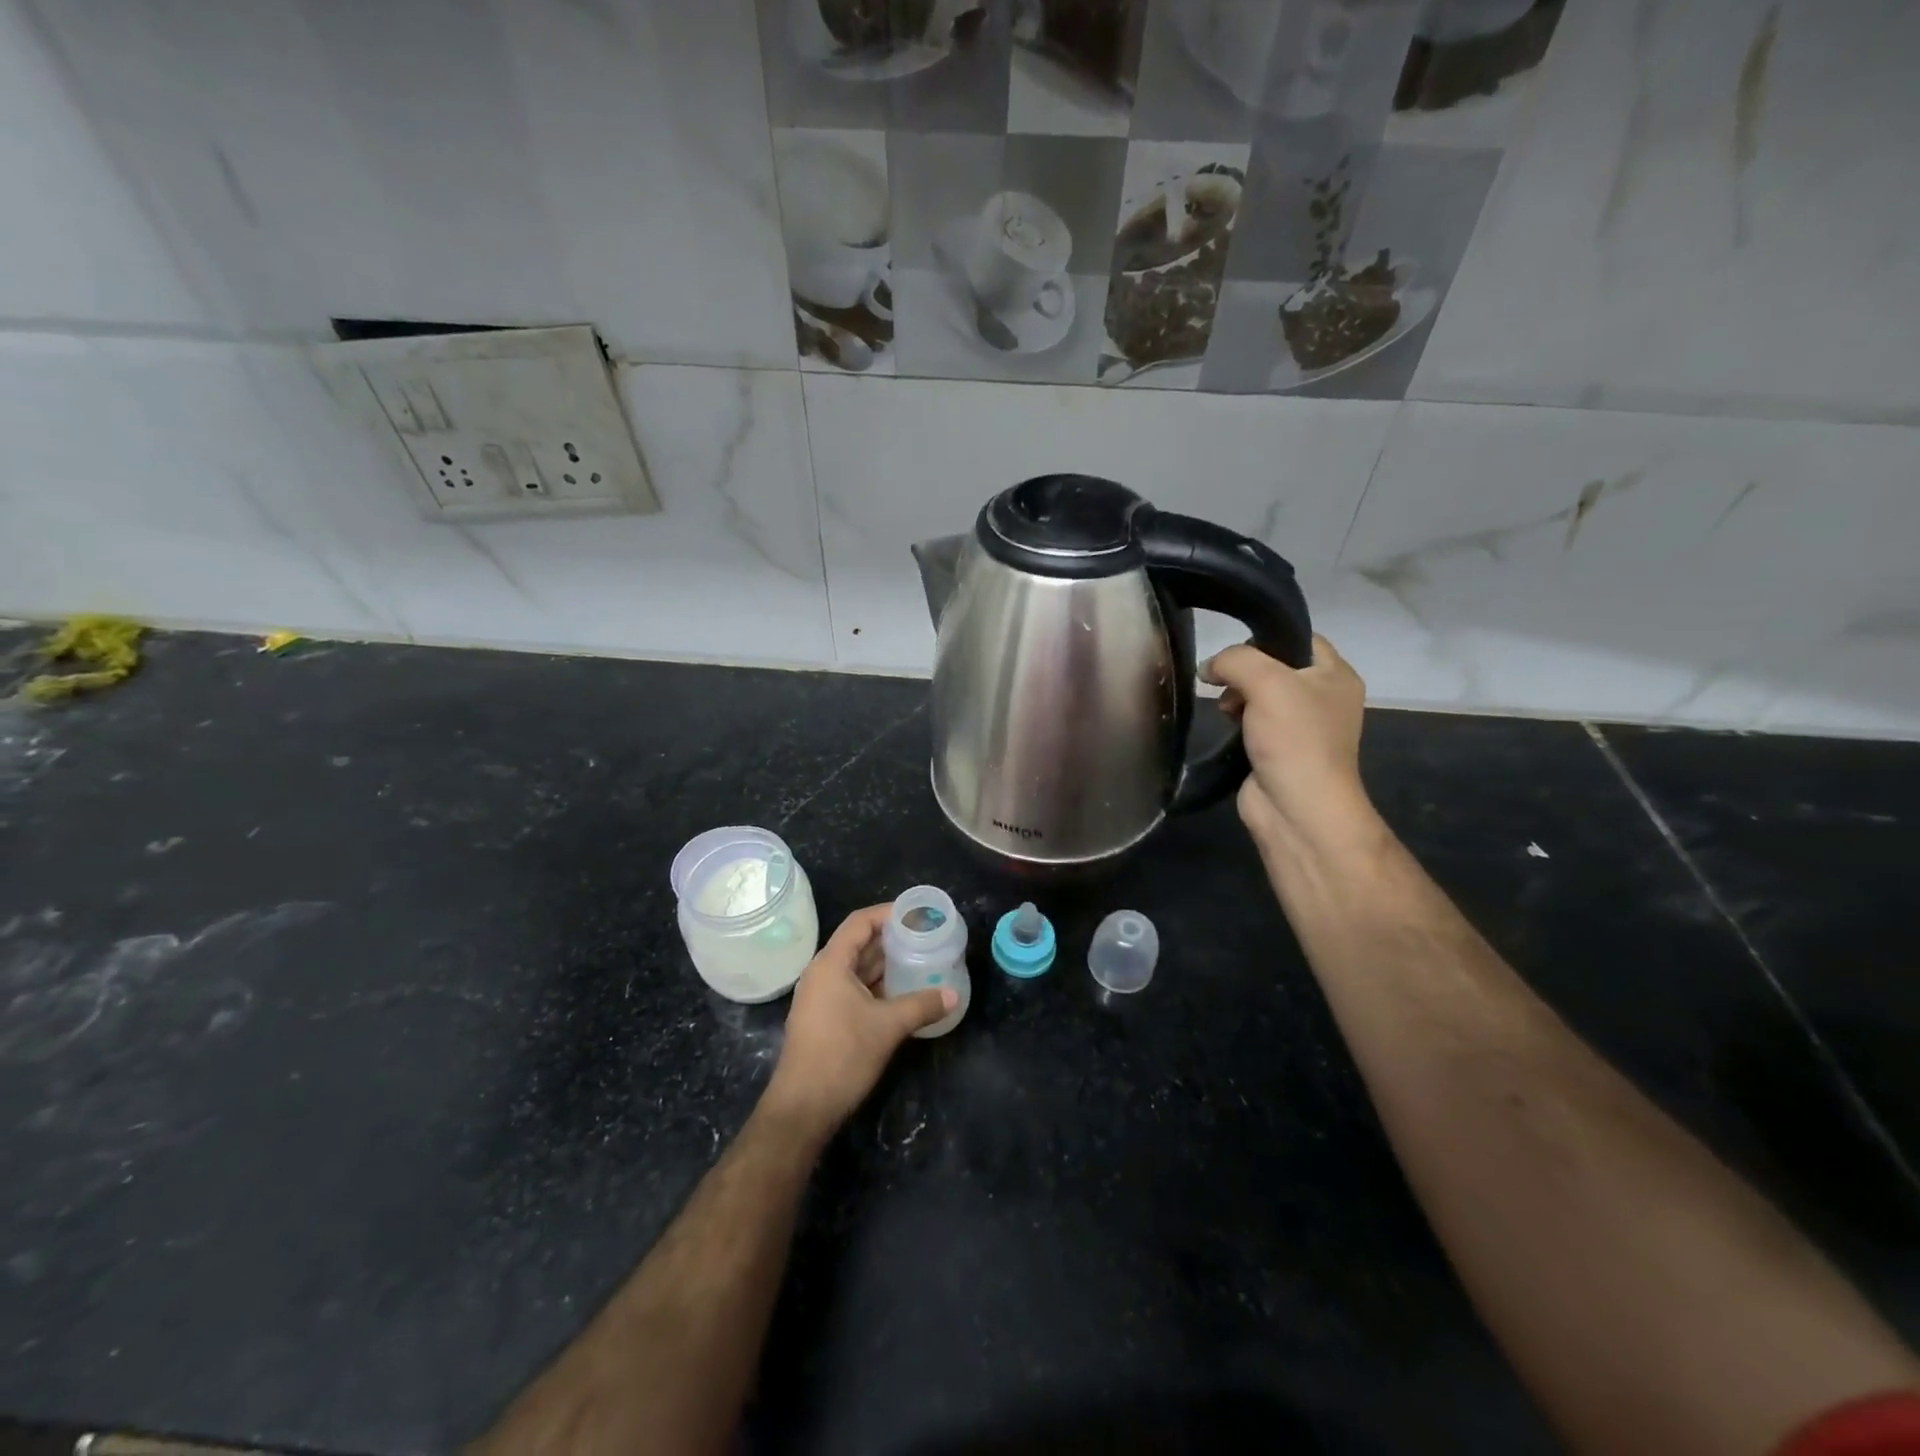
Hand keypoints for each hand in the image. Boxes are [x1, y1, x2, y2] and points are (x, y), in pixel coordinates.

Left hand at [762, 905, 956, 1140]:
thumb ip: (922, 1005)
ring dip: (885, 964)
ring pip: (857, 968)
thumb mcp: (888, 1027)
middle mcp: (822, 973)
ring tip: (920, 960)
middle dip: (891, 939)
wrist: (803, 1108)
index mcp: (830, 964)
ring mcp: (821, 997)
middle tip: (925, 937)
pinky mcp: (824, 1018)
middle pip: (858, 943)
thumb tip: (954, 995)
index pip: (860, 922)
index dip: (888, 913)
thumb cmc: (842, 1056)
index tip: (917, 914)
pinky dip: (877, 985)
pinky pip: (853, 988)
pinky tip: (902, 992)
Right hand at [1202, 634, 1376, 857]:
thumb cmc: (1294, 739)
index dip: (1265, 637)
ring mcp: (1300, 726)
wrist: (1296, 808)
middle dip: (1244, 671)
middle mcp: (1323, 697)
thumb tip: (1208, 668)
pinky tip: (1226, 726)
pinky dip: (1236, 720)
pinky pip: (1253, 721)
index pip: (1300, 638)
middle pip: (1274, 666)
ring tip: (1225, 708)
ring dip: (1236, 695)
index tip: (1235, 651)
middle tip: (1225, 683)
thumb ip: (1235, 660)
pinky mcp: (1278, 749)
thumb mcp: (1267, 682)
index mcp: (1336, 675)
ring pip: (1260, 694)